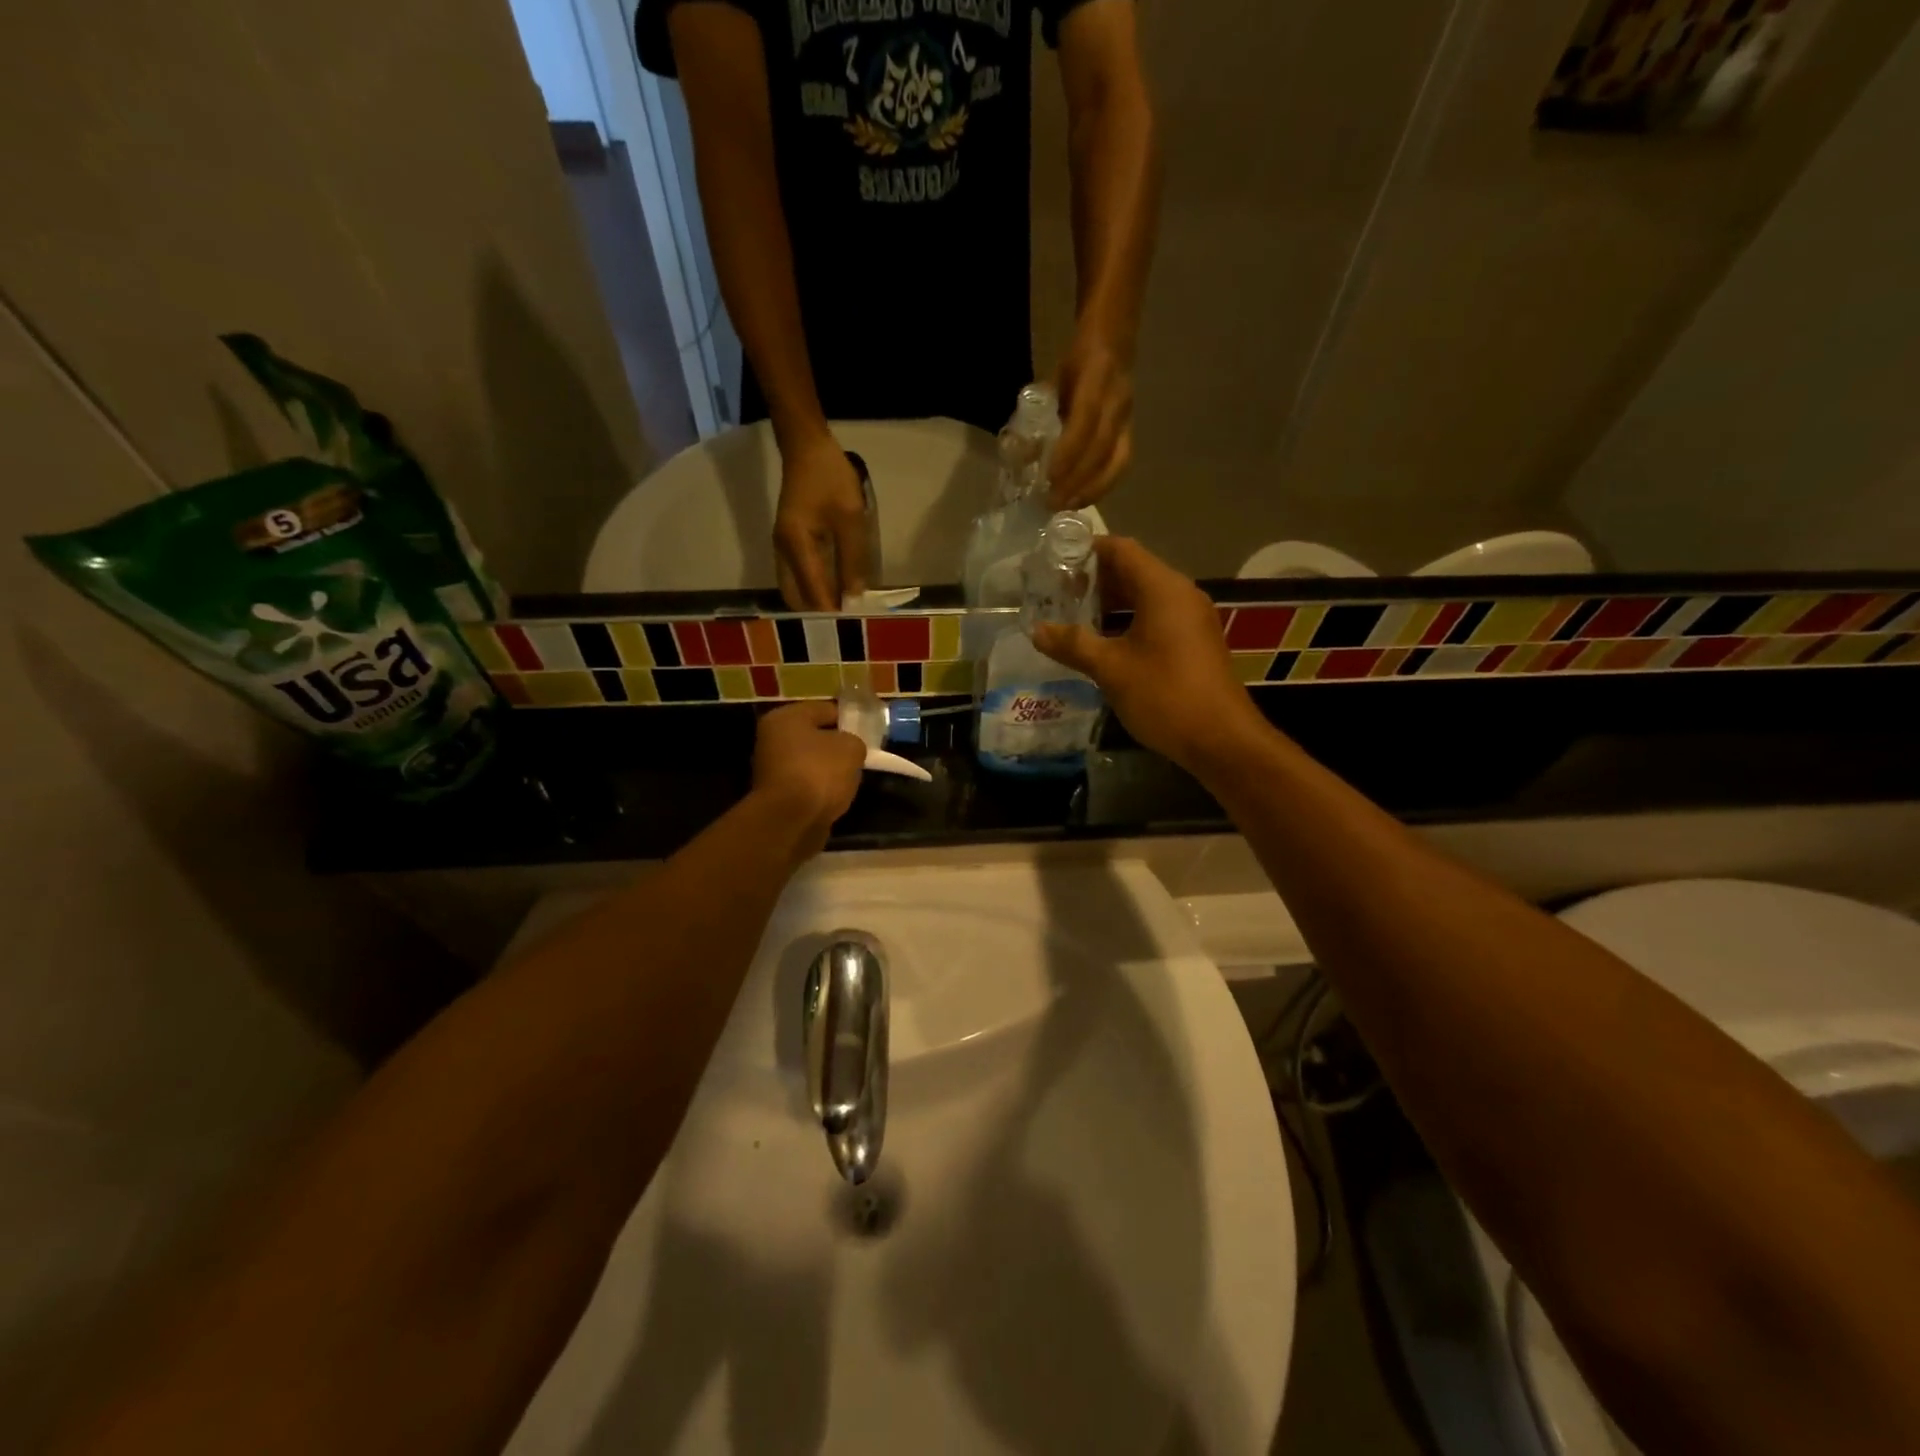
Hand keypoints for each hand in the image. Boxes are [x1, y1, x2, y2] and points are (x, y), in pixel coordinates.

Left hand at [751, 701, 866, 856]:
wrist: (791, 821)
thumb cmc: (819, 772)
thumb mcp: (851, 748)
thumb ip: (855, 741)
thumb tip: (850, 748)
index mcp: (785, 717)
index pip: (825, 709)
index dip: (849, 719)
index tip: (868, 732)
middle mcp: (772, 739)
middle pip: (815, 736)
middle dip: (838, 746)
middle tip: (861, 755)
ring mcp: (771, 769)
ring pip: (811, 762)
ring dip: (829, 769)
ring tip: (851, 778)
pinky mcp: (776, 795)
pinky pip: (806, 784)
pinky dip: (820, 789)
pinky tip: (836, 796)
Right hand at [775, 438, 869, 611]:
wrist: (807, 448)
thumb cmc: (831, 479)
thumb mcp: (850, 518)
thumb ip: (853, 559)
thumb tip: (855, 597)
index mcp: (796, 545)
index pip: (813, 591)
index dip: (832, 611)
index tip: (853, 625)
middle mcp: (782, 552)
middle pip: (796, 598)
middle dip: (819, 613)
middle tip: (847, 621)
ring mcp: (782, 548)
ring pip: (794, 589)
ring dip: (814, 602)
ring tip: (842, 609)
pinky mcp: (788, 544)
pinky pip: (797, 576)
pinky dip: (812, 588)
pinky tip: (833, 590)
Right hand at [1030, 536, 1269, 772]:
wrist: (1220, 739)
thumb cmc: (1164, 695)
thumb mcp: (1111, 669)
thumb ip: (1073, 644)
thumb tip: (1037, 630)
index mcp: (1162, 589)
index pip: (1120, 549)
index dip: (1085, 551)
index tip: (1053, 562)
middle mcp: (1181, 594)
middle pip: (1132, 571)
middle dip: (1093, 580)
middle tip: (1055, 593)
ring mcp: (1191, 619)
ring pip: (1144, 596)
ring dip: (1109, 603)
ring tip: (1072, 617)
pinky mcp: (1194, 642)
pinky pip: (1156, 617)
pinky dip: (1127, 621)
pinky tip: (1102, 643)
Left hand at [1049, 329, 1133, 509]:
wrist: (1115, 343)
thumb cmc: (1076, 365)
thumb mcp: (1052, 382)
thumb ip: (1037, 418)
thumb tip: (1019, 456)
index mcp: (1097, 378)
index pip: (1085, 420)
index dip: (1068, 452)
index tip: (1049, 477)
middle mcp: (1118, 401)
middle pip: (1102, 448)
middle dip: (1076, 479)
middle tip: (1052, 502)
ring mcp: (1128, 418)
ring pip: (1117, 461)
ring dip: (1091, 489)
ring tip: (1067, 506)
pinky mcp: (1131, 433)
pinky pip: (1121, 464)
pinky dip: (1102, 486)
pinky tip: (1083, 499)